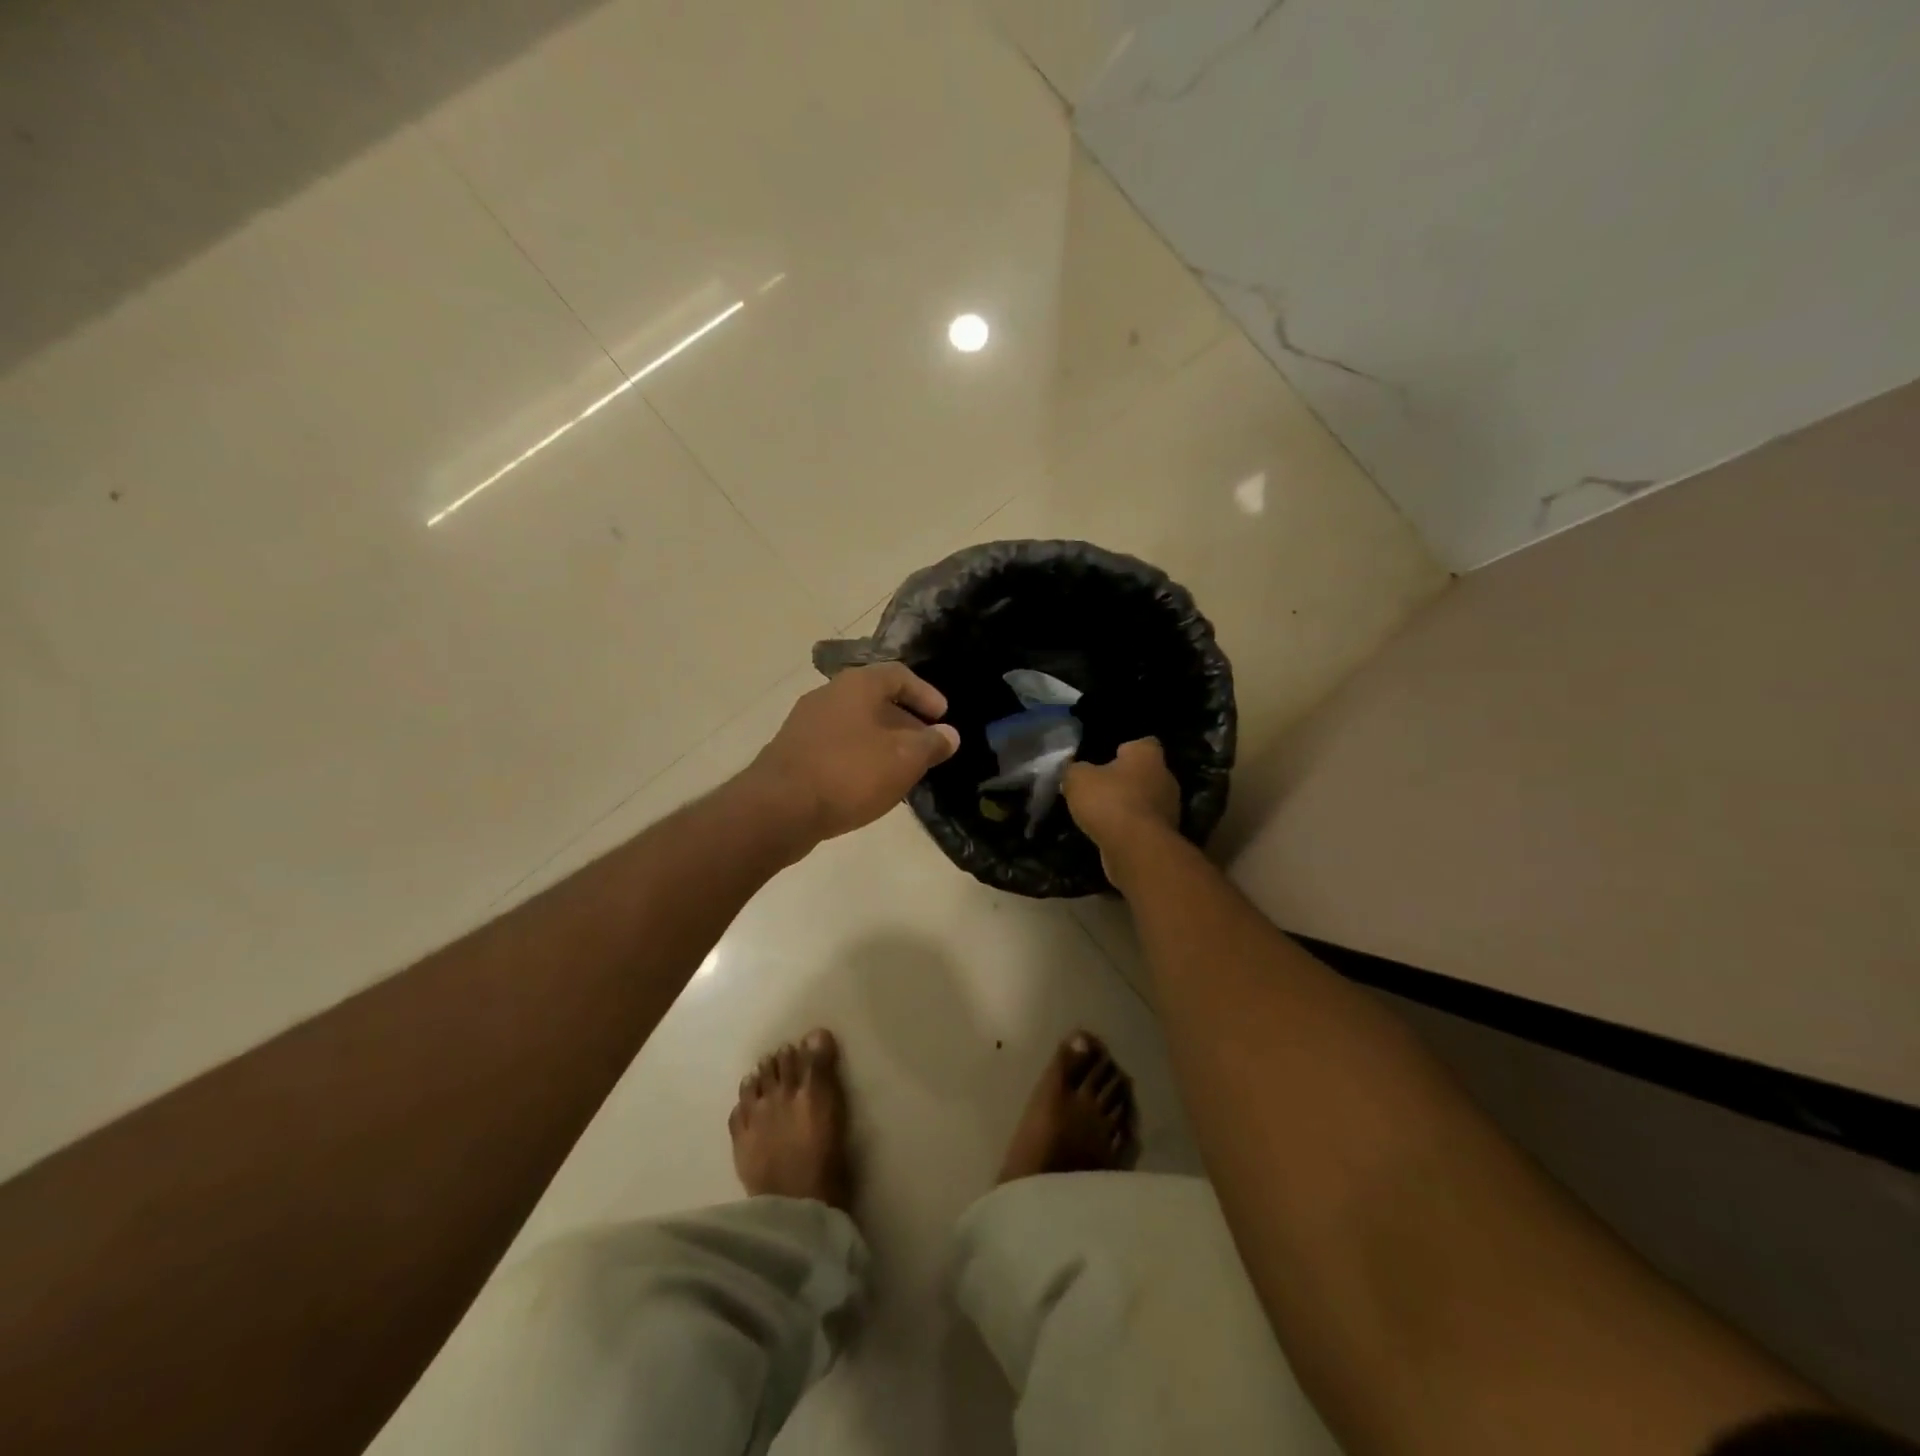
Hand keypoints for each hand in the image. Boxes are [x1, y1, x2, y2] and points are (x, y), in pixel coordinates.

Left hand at [744, 663, 961, 847]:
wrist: (778, 808)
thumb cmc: (849, 774)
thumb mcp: (903, 759)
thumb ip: (931, 744)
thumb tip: (949, 734)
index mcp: (856, 685)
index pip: (899, 675)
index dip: (926, 694)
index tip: (943, 717)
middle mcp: (828, 694)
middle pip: (875, 699)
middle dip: (905, 721)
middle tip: (925, 746)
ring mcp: (805, 723)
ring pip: (855, 724)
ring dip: (881, 741)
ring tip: (901, 769)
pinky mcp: (792, 751)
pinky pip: (836, 745)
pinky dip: (858, 757)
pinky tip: (867, 784)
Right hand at [1063, 738, 1180, 877]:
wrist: (1136, 849)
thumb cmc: (1109, 801)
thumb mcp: (1077, 779)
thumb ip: (1074, 770)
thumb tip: (1073, 769)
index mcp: (1148, 755)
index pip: (1144, 743)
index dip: (1126, 750)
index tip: (1108, 759)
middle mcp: (1165, 777)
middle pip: (1145, 773)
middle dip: (1126, 780)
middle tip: (1100, 788)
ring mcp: (1169, 808)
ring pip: (1146, 800)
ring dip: (1128, 806)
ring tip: (1101, 814)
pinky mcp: (1165, 835)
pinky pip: (1144, 825)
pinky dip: (1130, 828)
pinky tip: (1110, 834)